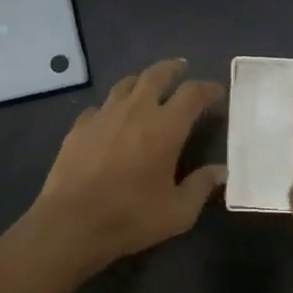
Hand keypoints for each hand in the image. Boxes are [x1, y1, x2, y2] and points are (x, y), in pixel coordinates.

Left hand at [27, 58, 226, 271]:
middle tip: (181, 69)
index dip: (208, 88)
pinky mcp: (79, 127)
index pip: (193, 93)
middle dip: (172, 69)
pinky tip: (112, 118)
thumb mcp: (178, 211)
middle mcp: (136, 110)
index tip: (217, 92)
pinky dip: (112, 107)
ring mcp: (104, 115)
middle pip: (156, 74)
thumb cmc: (131, 216)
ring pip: (126, 84)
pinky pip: (100, 106)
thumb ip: (201, 186)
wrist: (71, 223)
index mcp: (166, 127)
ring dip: (142, 81)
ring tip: (148, 87)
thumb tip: (221, 171)